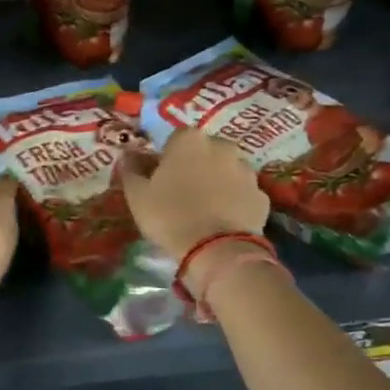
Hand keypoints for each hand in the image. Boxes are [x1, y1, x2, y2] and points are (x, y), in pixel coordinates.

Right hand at [122, 128, 268, 262]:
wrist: (217, 250)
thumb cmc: (169, 216)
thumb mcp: (137, 195)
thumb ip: (130, 169)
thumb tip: (127, 154)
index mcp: (190, 139)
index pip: (175, 139)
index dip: (167, 158)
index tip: (161, 178)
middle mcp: (222, 146)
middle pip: (205, 152)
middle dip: (195, 166)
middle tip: (182, 194)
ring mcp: (246, 170)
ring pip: (227, 171)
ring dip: (217, 182)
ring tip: (205, 210)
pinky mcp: (262, 196)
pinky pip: (242, 194)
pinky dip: (234, 202)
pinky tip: (223, 221)